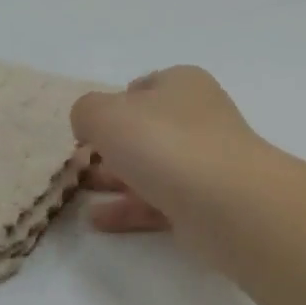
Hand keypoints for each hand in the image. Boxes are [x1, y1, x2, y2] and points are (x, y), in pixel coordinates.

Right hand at [70, 67, 270, 236]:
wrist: (227, 202)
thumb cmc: (164, 143)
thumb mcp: (106, 114)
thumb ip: (87, 112)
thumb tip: (91, 125)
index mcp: (183, 85)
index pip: (145, 87)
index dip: (114, 103)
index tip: (90, 126)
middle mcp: (199, 119)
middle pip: (148, 130)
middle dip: (112, 145)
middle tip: (78, 163)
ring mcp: (205, 164)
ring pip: (153, 168)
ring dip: (117, 178)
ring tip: (80, 190)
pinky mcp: (205, 204)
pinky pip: (159, 203)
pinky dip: (129, 208)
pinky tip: (98, 219)